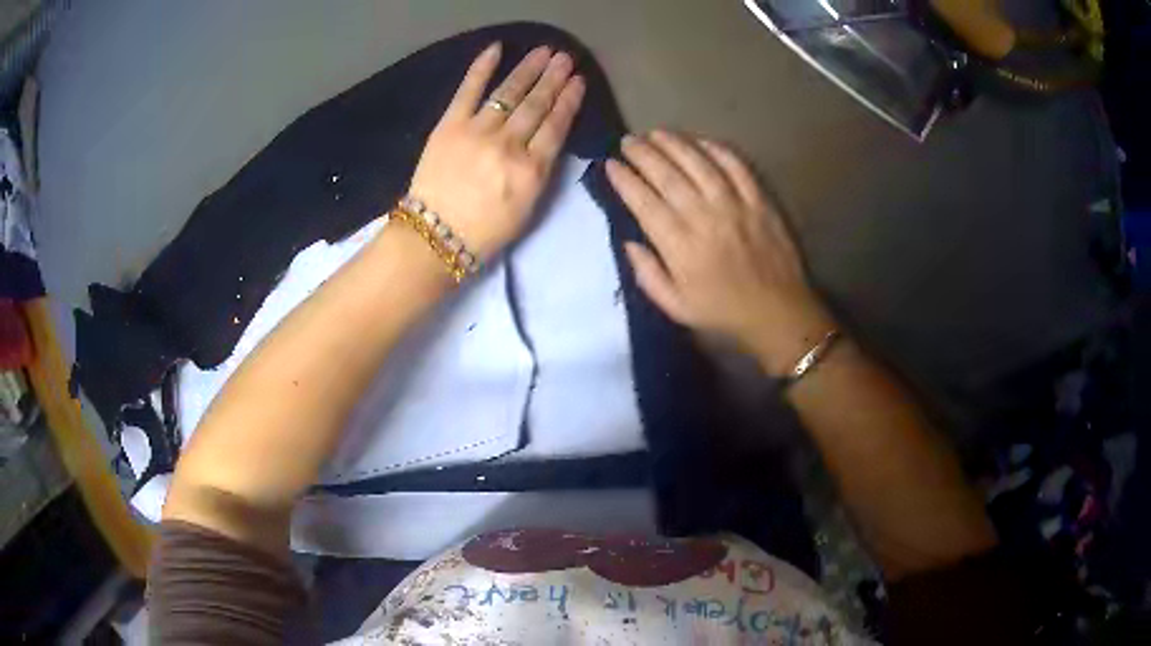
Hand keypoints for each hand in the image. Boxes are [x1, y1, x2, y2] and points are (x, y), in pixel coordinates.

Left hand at [407, 43, 585, 259]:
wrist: (435, 237)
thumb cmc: (485, 232)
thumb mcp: (528, 208)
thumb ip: (540, 171)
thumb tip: (545, 139)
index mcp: (532, 170)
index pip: (556, 126)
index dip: (569, 101)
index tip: (579, 81)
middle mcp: (509, 144)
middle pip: (537, 105)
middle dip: (553, 78)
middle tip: (565, 58)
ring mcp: (478, 131)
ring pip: (510, 93)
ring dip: (529, 69)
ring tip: (544, 51)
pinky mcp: (450, 125)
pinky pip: (468, 90)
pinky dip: (482, 68)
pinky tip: (496, 49)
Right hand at [606, 131, 834, 375]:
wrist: (777, 312)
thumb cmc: (722, 312)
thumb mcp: (675, 307)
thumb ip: (647, 275)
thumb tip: (628, 242)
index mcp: (678, 245)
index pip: (643, 201)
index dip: (624, 179)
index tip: (611, 165)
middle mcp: (703, 216)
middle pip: (667, 174)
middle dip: (642, 153)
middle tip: (628, 141)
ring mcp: (734, 204)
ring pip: (698, 162)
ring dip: (674, 143)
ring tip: (656, 133)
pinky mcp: (758, 199)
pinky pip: (736, 165)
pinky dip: (716, 149)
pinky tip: (700, 142)